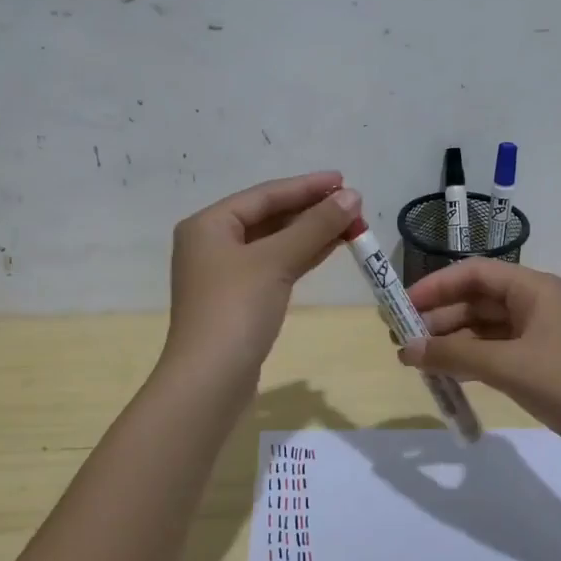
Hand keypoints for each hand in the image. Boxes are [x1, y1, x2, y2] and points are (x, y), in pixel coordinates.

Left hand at [163, 172, 361, 383]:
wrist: (210, 380)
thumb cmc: (236, 309)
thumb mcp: (276, 261)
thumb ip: (314, 226)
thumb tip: (352, 196)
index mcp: (208, 225)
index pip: (264, 195)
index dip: (306, 186)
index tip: (344, 180)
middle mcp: (212, 243)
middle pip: (268, 217)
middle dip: (310, 210)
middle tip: (352, 204)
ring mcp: (224, 274)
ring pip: (274, 243)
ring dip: (310, 233)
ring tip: (350, 223)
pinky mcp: (239, 300)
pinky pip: (274, 266)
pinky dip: (301, 256)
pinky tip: (330, 248)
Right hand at [400, 260, 560, 460]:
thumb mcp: (508, 367)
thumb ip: (454, 356)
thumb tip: (406, 349)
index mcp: (533, 288)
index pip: (474, 273)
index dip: (435, 286)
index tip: (402, 307)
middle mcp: (536, 303)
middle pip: (477, 300)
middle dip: (439, 318)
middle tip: (403, 341)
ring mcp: (542, 334)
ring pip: (486, 328)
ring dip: (453, 342)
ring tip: (417, 362)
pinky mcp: (544, 362)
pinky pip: (498, 351)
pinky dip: (472, 360)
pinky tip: (449, 376)